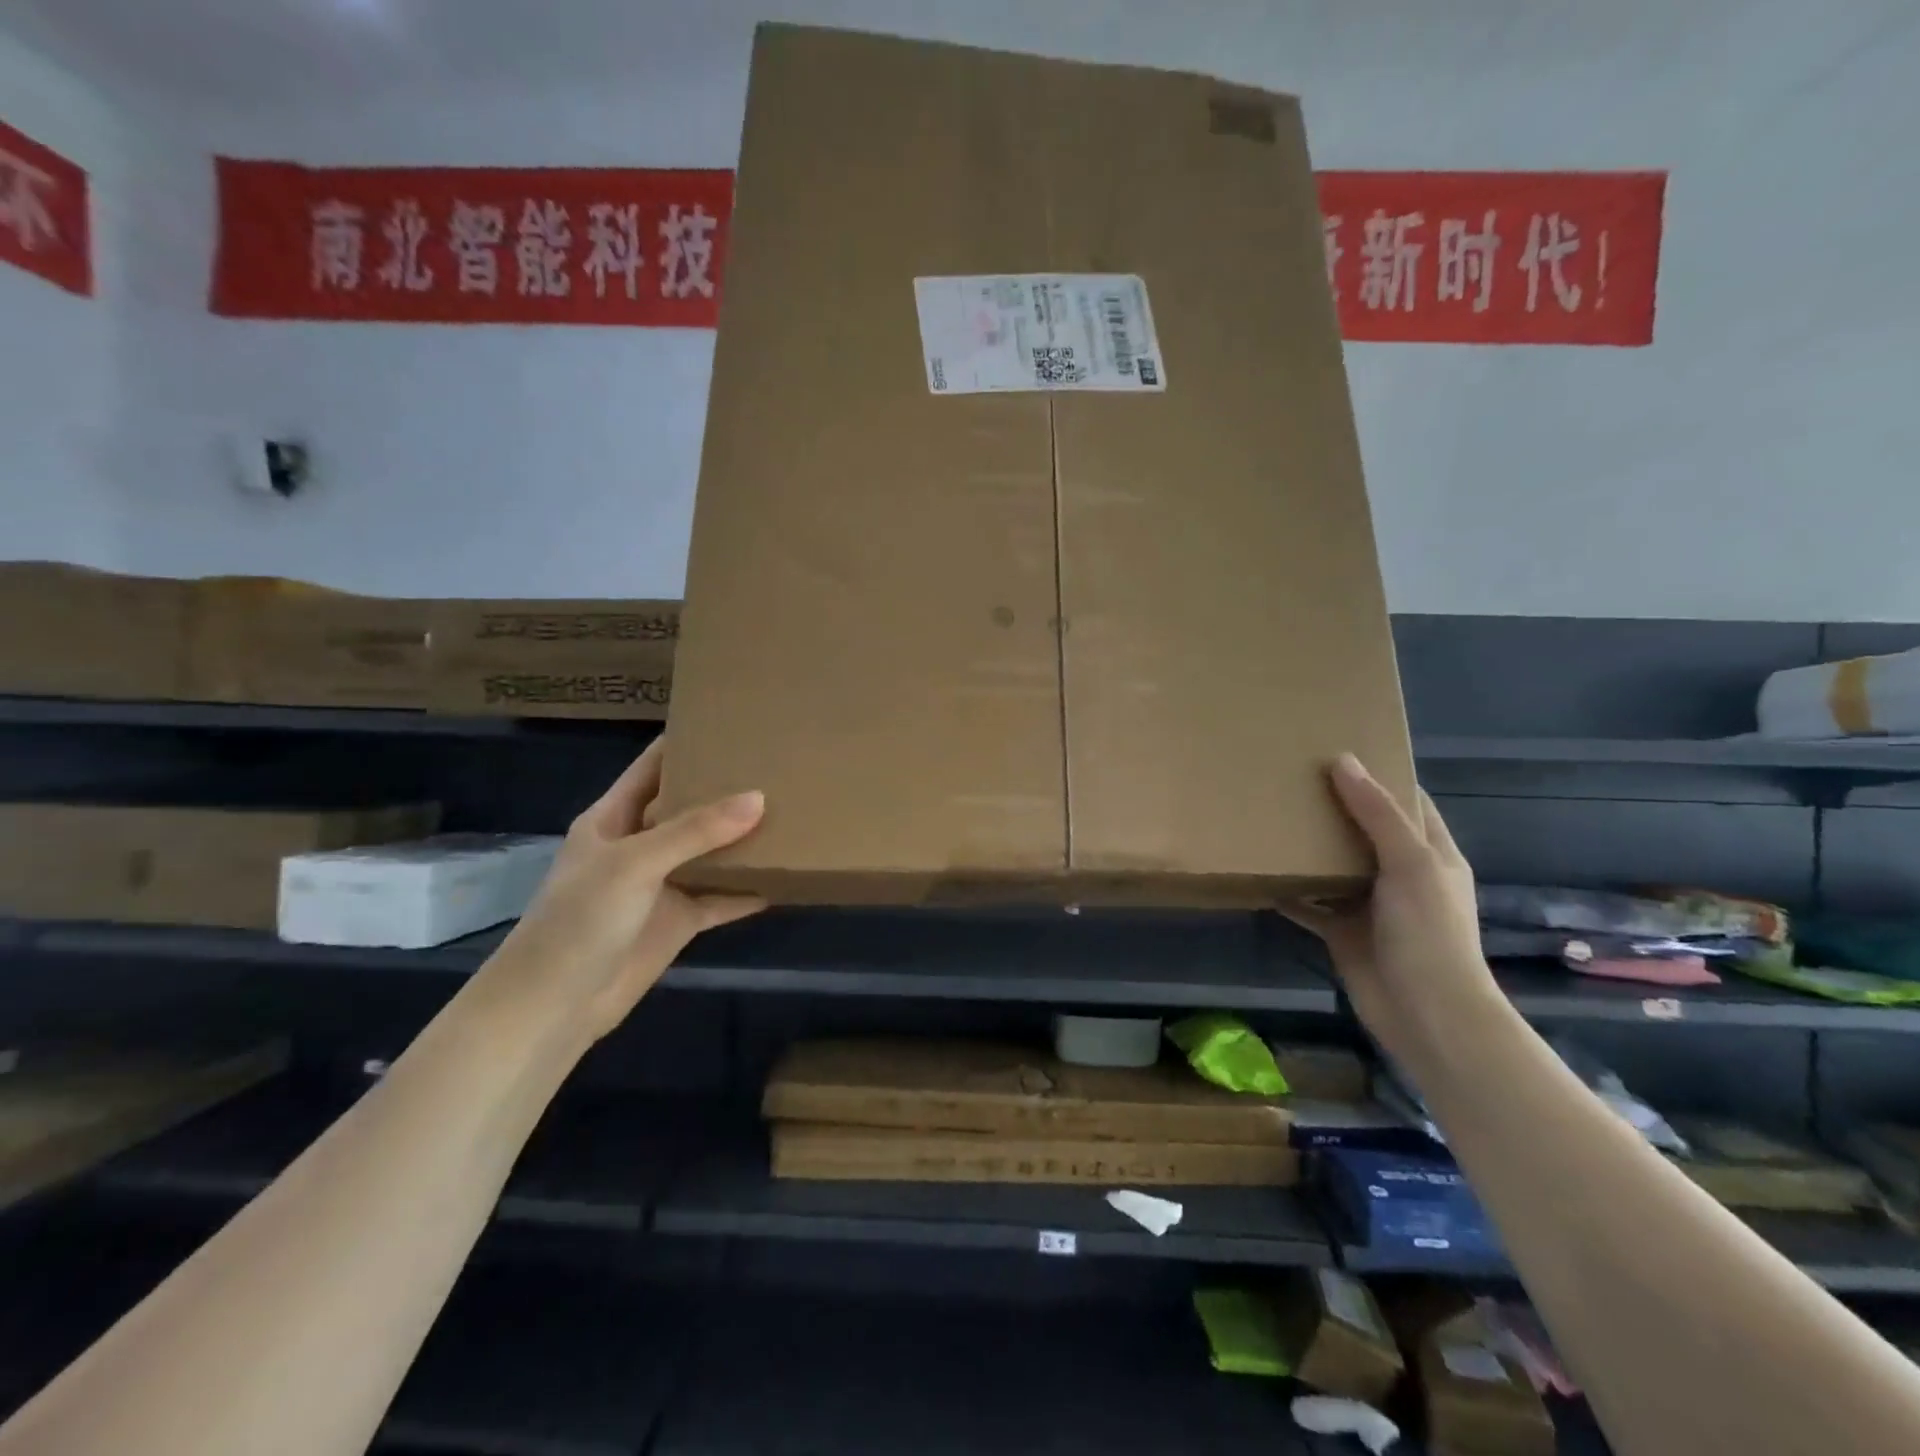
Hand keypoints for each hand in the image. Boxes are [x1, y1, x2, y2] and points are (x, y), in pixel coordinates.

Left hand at [479, 739, 765, 1045]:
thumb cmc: (580, 919)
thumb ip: (696, 830)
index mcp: (614, 818)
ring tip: (790, 813)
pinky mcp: (679, 921)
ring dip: (742, 840)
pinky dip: (748, 890)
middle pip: (688, 808)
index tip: (731, 723)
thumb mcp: (635, 863)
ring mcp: (661, 885)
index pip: (652, 767)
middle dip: (726, 790)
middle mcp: (640, 845)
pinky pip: (721, 898)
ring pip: (710, 852)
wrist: (555, 1006)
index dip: (685, 743)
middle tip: (777, 766)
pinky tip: (784, 878)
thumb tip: (760, 798)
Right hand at [1286, 754, 1499, 1065]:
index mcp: (1430, 854)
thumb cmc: (1428, 932)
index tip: (1338, 751)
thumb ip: (1377, 814)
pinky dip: (1289, 892)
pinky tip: (1261, 875)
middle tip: (1290, 779)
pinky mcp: (1342, 932)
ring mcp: (1370, 905)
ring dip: (1308, 848)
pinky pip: (1310, 905)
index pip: (1407, 803)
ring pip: (1334, 866)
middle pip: (1364, 830)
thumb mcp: (1410, 863)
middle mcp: (1400, 875)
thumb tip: (1342, 760)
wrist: (1426, 1014)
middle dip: (1333, 807)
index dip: (1379, 776)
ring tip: (1269, 817)